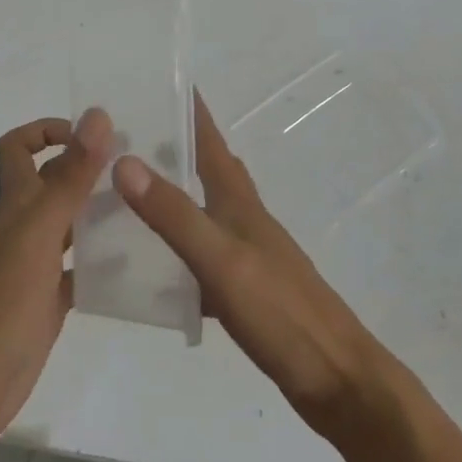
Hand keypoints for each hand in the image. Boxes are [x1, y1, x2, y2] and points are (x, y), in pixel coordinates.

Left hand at [0, 108, 112, 451]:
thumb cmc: (3, 303)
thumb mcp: (41, 233)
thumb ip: (71, 177)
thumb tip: (97, 115)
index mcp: (17, 205)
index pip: (17, 148)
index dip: (46, 131)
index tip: (91, 136)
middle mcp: (24, 227)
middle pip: (51, 183)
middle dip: (86, 168)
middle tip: (136, 168)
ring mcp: (35, 266)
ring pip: (69, 225)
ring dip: (99, 212)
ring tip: (145, 208)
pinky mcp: (48, 302)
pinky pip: (78, 271)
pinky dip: (102, 262)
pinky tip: (134, 264)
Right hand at [113, 92, 391, 445]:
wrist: (337, 381)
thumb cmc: (281, 312)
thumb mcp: (220, 260)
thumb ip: (174, 214)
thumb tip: (124, 160)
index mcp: (239, 201)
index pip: (210, 139)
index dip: (189, 108)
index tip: (158, 80)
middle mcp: (243, 218)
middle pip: (205, 169)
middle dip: (172, 146)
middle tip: (124, 136)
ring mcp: (246, 254)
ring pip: (201, 212)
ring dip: (170, 197)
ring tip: (124, 194)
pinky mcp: (245, 290)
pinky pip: (199, 257)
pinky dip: (174, 252)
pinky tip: (149, 267)